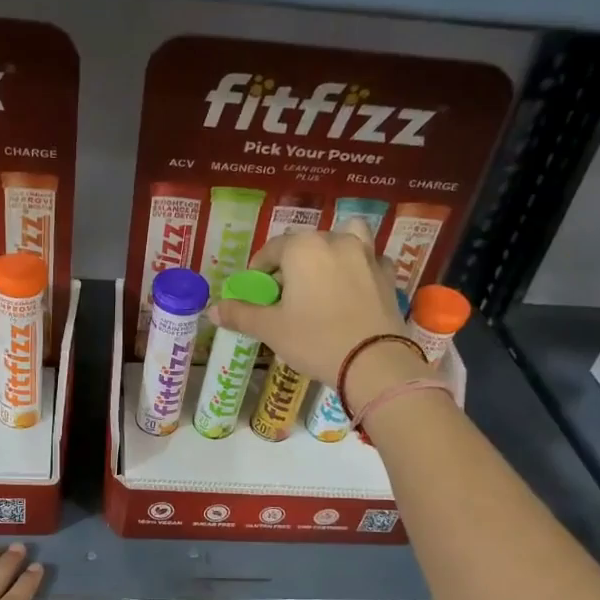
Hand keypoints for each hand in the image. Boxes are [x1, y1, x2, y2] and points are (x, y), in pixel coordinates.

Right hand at [211, 223, 432, 411]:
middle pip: (307, 243)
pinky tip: (353, 287)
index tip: (256, 289)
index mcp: (303, 248)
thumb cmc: (315, 340)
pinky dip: (359, 266)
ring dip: (332, 250)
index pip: (272, 249)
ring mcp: (367, 254)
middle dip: (293, 263)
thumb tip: (212, 309)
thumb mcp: (271, 329)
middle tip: (286, 292)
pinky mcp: (387, 274)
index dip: (259, 269)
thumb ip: (241, 314)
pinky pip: (370, 260)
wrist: (373, 362)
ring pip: (346, 238)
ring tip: (324, 276)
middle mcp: (336, 241)